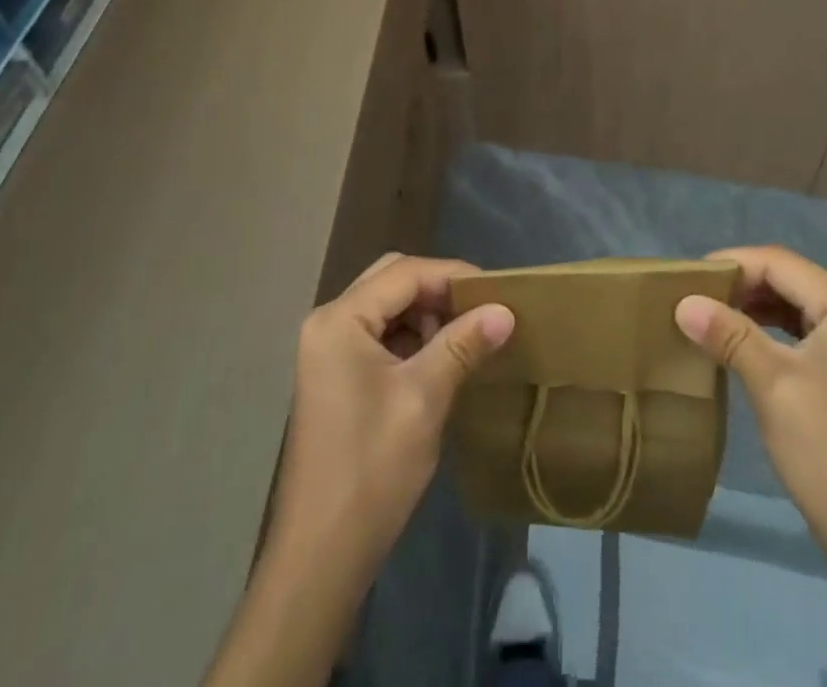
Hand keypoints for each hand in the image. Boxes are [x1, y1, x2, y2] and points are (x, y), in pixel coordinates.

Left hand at [271, 253, 514, 575]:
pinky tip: (440, 360)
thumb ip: (463, 344)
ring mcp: (328, 349)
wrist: (321, 554)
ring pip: (387, 306)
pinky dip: (411, 337)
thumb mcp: (424, 398)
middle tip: (480, 311)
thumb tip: (505, 310)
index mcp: (340, 319)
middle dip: (438, 291)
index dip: (452, 275)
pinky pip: (379, 334)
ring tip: (465, 338)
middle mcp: (328, 322)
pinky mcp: (336, 374)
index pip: (405, 273)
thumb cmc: (371, 468)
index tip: (496, 291)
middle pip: (392, 281)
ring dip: (426, 314)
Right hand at [674, 245, 826, 580]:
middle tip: (692, 298)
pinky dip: (770, 329)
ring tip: (708, 316)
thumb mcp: (773, 386)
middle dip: (740, 285)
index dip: (731, 264)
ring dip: (752, 306)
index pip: (779, 263)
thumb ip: (729, 334)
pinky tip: (739, 342)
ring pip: (794, 303)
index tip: (686, 279)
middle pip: (788, 279)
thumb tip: (682, 302)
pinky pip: (804, 329)